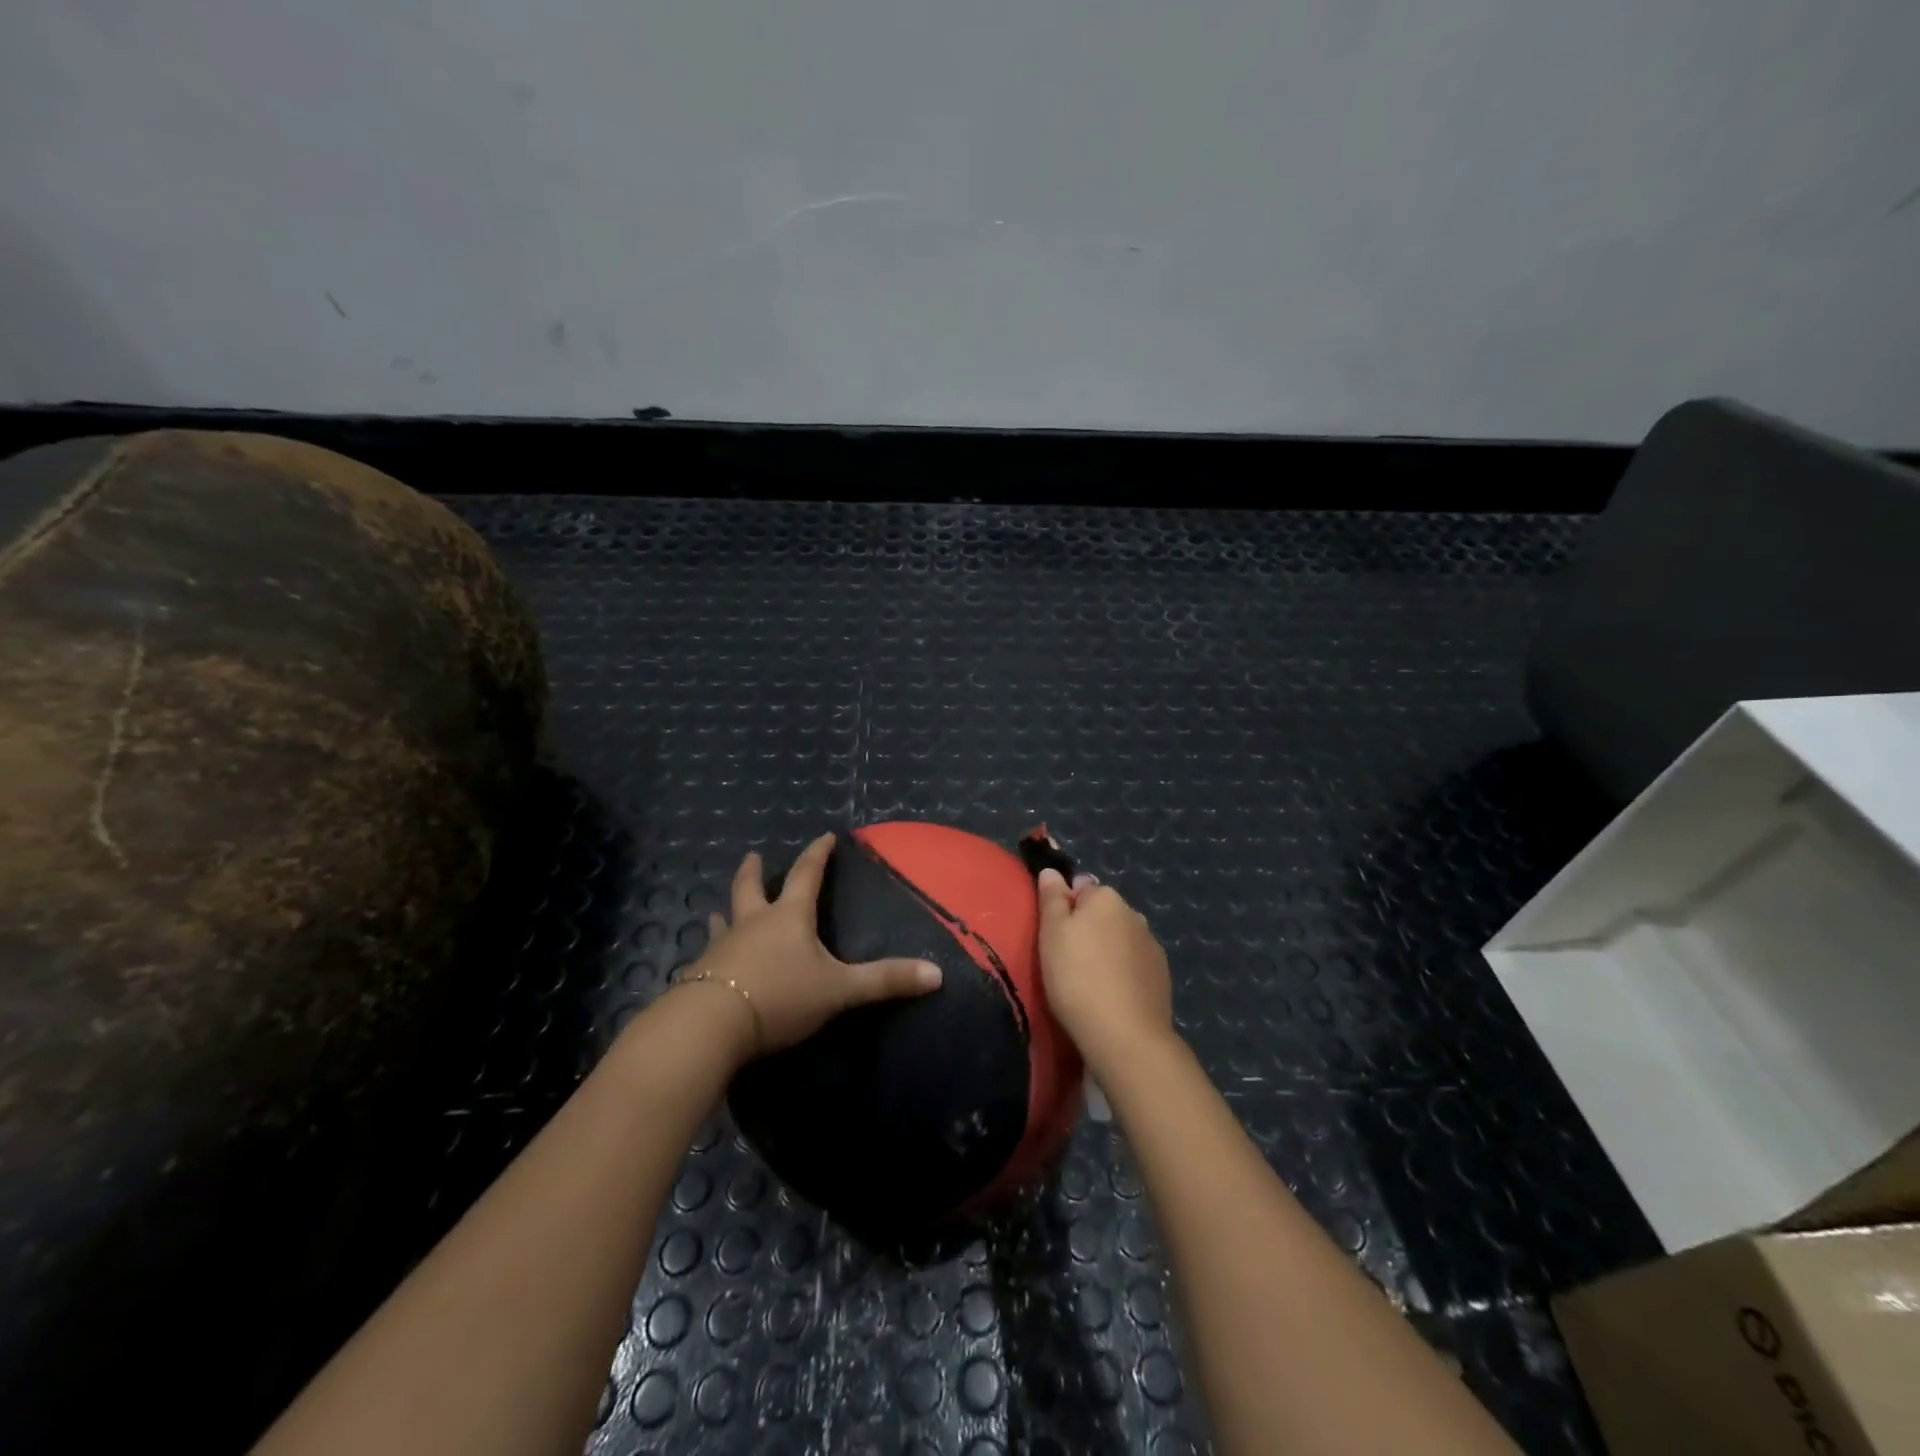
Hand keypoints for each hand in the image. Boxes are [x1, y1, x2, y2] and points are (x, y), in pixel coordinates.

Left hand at [682, 832, 941, 1063]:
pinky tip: (706, 963)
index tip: (824, 836)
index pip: (807, 875)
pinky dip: (712, 952)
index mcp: (788, 917)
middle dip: (755, 871)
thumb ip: (885, 981)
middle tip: (753, 856)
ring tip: (721, 908)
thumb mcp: (839, 989)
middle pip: (751, 888)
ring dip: (727, 910)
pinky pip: (708, 956)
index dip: (818, 855)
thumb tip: (937, 975)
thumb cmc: (780, 996)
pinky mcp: (701, 975)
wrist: (711, 1025)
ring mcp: (722, 948)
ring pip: (724, 920)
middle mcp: (753, 923)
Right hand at [1036, 867, 1174, 1069]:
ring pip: (1121, 938)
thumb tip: (1052, 872)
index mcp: (1105, 897)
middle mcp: (1134, 913)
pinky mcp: (1162, 975)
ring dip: (1107, 949)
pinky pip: (1135, 963)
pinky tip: (1112, 994)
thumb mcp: (1051, 933)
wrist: (1125, 1034)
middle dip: (1088, 927)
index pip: (1081, 887)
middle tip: (1067, 959)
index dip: (1065, 907)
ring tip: (1090, 980)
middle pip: (1103, 912)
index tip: (1054, 934)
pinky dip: (1124, 971)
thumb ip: (1052, 899)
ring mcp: (1152, 944)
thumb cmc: (1076, 977)